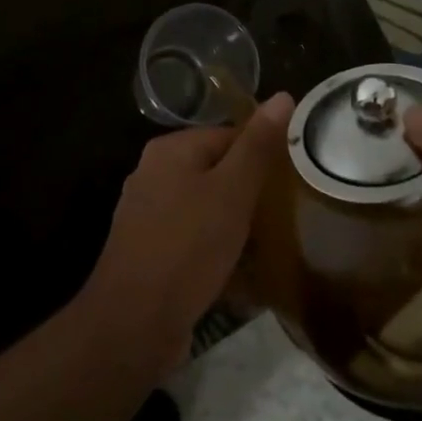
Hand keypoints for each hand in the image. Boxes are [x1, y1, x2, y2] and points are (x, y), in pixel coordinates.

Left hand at [78, 92, 293, 372]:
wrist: (132, 324)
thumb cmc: (187, 247)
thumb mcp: (232, 192)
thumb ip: (257, 146)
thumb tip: (283, 95)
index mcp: (170, 149)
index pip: (227, 136)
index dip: (260, 157)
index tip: (289, 184)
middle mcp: (153, 174)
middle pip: (215, 172)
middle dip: (247, 194)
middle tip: (282, 217)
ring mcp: (147, 215)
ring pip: (204, 208)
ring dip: (233, 226)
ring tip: (267, 247)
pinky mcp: (149, 252)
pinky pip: (191, 240)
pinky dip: (214, 251)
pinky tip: (239, 276)